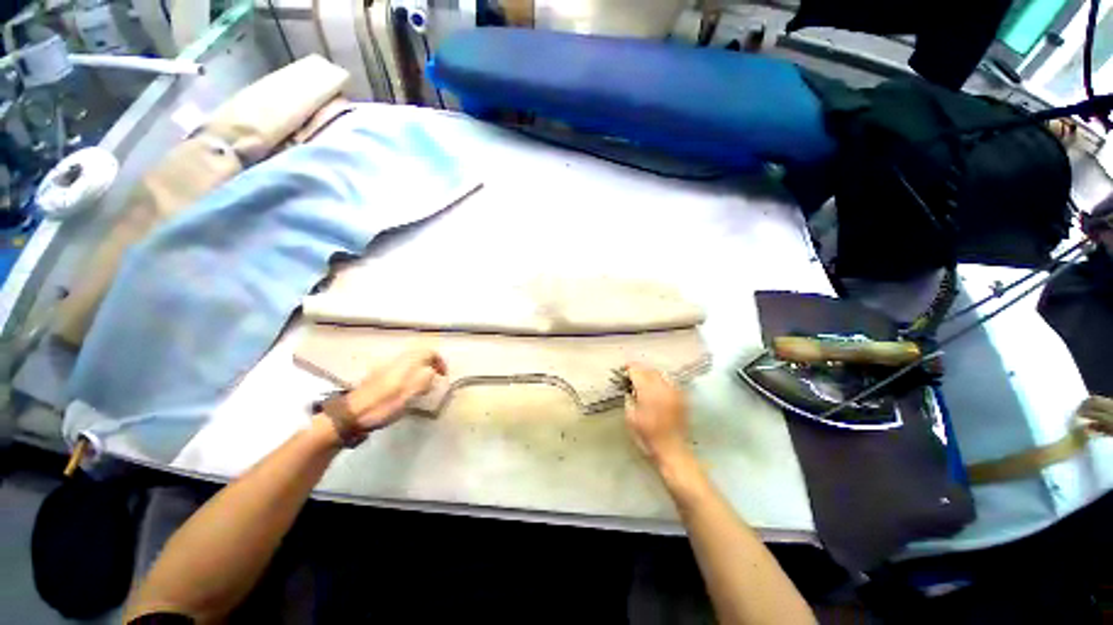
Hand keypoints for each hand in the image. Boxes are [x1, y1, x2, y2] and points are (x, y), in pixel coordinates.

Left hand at [345, 348, 446, 431]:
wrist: (350, 414)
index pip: (429, 352)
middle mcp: (397, 360)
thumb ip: (424, 379)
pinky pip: (401, 371)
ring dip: (420, 372)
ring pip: (410, 364)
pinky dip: (409, 377)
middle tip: (433, 382)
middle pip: (420, 356)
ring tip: (421, 389)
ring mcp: (386, 367)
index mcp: (406, 362)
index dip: (440, 362)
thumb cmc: (384, 404)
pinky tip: (405, 392)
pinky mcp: (378, 376)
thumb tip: (431, 371)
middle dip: (430, 367)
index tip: (443, 376)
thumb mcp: (409, 393)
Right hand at [624, 363, 689, 464]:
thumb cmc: (647, 435)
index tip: (623, 370)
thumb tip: (629, 388)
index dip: (629, 368)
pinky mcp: (682, 397)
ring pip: (661, 373)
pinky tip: (657, 388)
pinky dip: (661, 381)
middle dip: (640, 370)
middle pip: (649, 370)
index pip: (637, 371)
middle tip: (631, 376)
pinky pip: (670, 382)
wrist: (672, 449)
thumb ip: (629, 398)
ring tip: (644, 381)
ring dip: (651, 374)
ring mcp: (674, 391)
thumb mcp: (630, 417)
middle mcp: (663, 387)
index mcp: (648, 391)